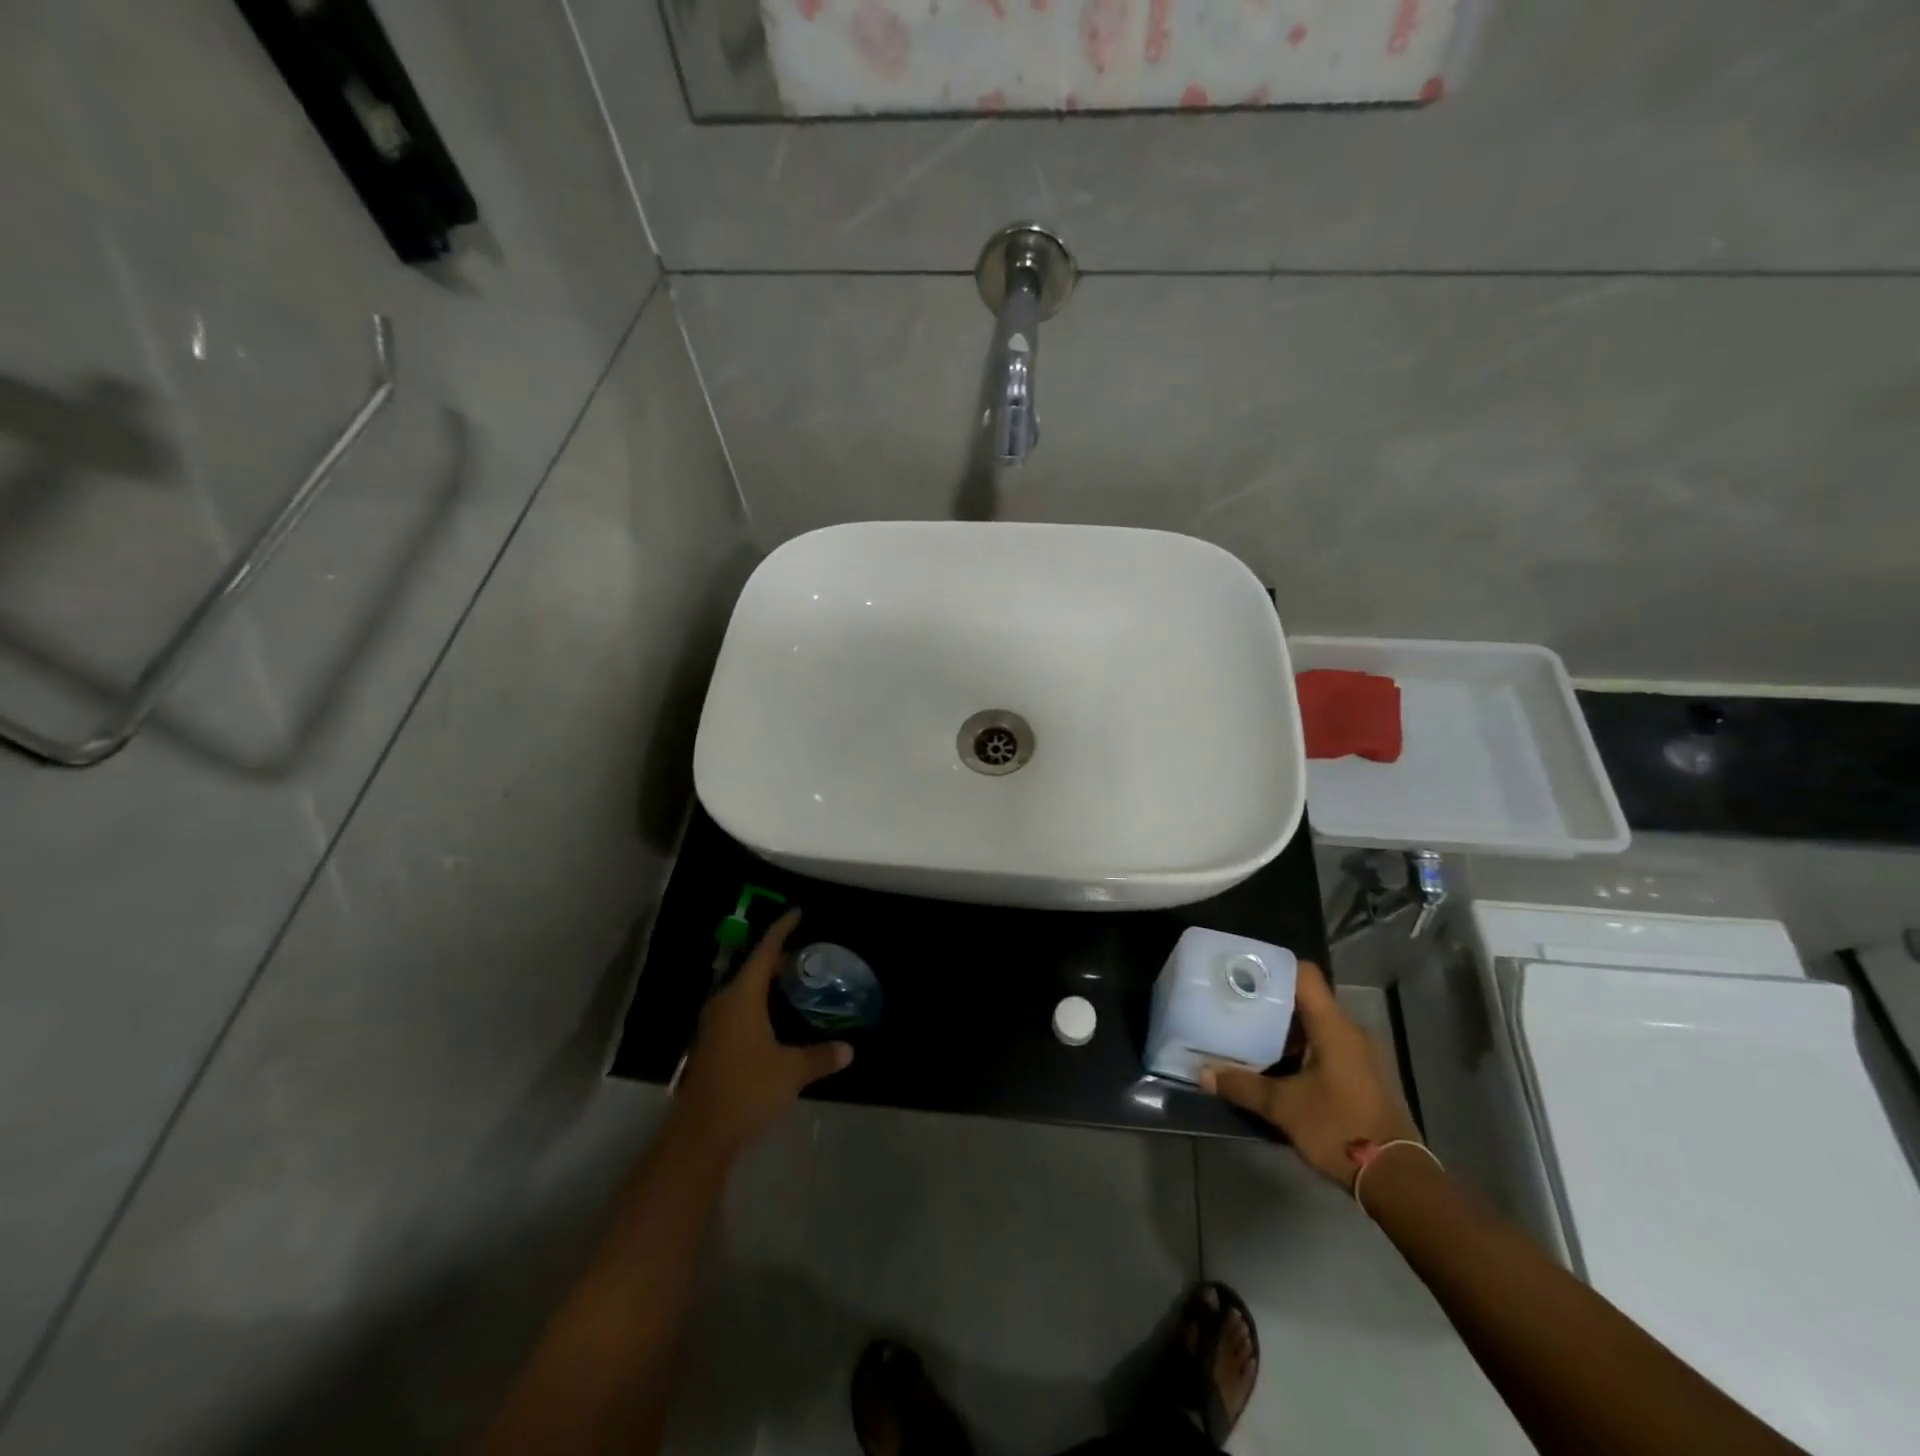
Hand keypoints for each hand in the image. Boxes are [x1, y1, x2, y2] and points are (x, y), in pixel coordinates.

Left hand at [674, 909, 851, 1155]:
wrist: (700, 1134)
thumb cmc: (747, 1089)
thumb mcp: (791, 1071)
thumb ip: (820, 1056)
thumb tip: (848, 1049)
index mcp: (742, 998)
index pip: (765, 952)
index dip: (782, 931)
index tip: (797, 914)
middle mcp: (724, 1003)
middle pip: (752, 969)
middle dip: (777, 959)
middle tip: (804, 955)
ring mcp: (714, 1025)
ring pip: (743, 991)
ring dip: (766, 983)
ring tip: (792, 982)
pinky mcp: (711, 1044)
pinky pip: (737, 1009)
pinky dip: (757, 1003)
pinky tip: (774, 1018)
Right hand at [1200, 961, 1417, 1188]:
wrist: (1397, 1179)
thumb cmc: (1340, 1129)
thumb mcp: (1284, 1108)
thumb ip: (1243, 1085)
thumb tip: (1203, 1073)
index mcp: (1334, 1027)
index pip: (1304, 975)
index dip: (1273, 967)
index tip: (1243, 972)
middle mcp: (1350, 1032)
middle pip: (1307, 999)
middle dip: (1271, 1000)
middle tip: (1236, 1003)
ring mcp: (1360, 1054)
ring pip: (1316, 1024)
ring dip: (1285, 1028)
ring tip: (1249, 1031)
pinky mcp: (1362, 1075)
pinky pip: (1326, 1045)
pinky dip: (1301, 1047)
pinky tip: (1277, 1063)